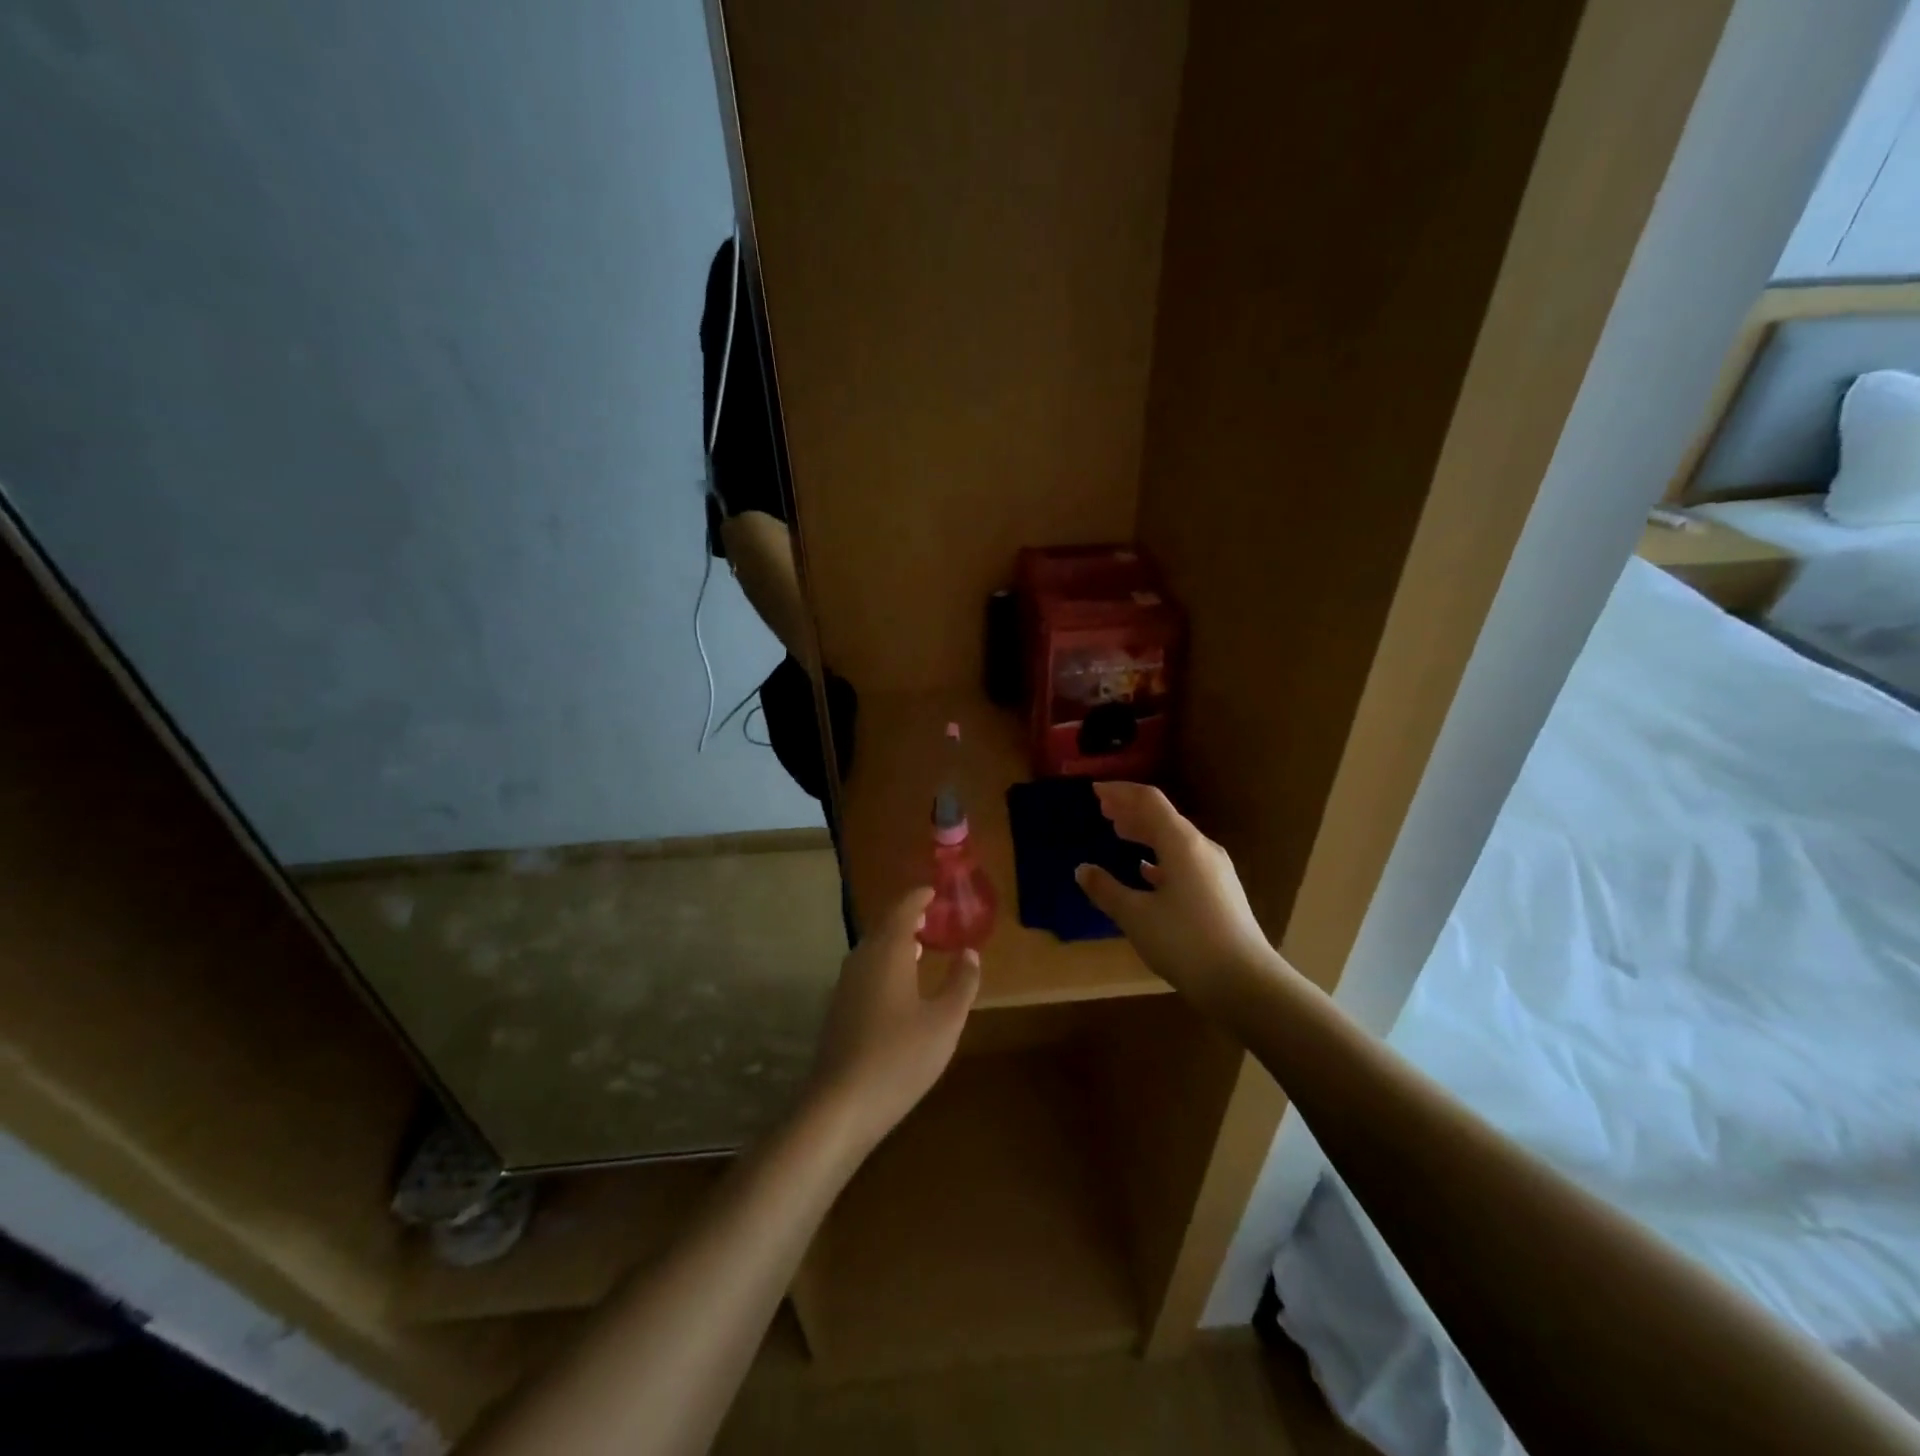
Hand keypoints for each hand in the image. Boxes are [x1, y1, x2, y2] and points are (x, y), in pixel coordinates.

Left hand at [803, 888, 980, 1155]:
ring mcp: (845, 985)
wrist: (841, 1105)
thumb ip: (961, 983)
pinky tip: (899, 984)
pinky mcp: (839, 1009)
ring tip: (919, 945)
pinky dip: (885, 963)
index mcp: (888, 953)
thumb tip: (970, 953)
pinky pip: (865, 969)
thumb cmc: (900, 1057)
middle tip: (932, 916)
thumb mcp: (944, 1022)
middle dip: (907, 917)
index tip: (934, 891)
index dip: (918, 897)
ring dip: (895, 941)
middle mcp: (862, 960)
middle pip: (884, 926)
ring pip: (872, 949)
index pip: (902, 910)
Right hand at [1075, 782, 1288, 1007]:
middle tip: (1103, 809)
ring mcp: (1215, 870)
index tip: (1094, 790)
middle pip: (1163, 817)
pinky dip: (1160, 857)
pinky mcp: (1220, 892)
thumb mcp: (1136, 917)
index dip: (1120, 792)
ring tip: (1120, 833)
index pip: (1148, 801)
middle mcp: (1201, 848)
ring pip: (1174, 839)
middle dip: (1131, 810)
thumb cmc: (1185, 942)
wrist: (1245, 983)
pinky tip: (1146, 870)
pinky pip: (1184, 860)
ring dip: (1145, 832)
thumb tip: (1081, 870)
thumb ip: (1106, 890)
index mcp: (1181, 843)